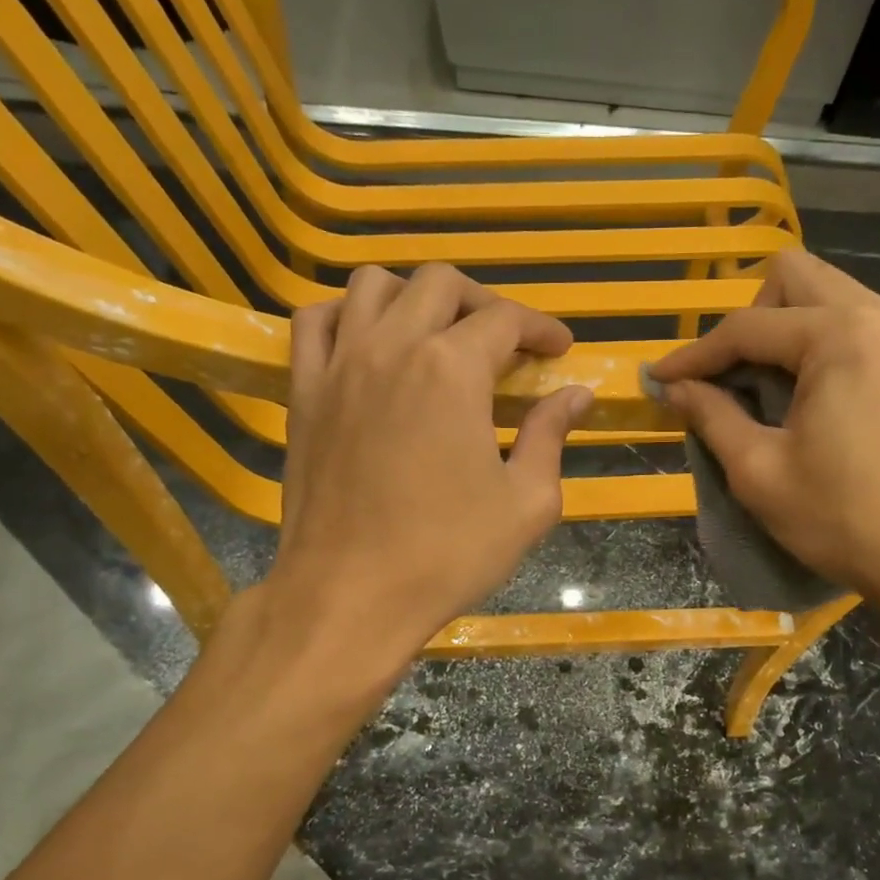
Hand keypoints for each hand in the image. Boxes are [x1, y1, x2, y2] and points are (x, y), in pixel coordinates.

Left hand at [261, 264, 591, 665]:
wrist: (351, 595)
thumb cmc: (448, 554)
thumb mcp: (527, 503)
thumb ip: (552, 436)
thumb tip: (576, 395)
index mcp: (452, 370)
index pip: (505, 319)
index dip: (540, 328)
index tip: (559, 350)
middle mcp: (392, 347)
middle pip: (440, 284)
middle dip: (484, 302)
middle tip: (506, 342)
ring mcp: (339, 365)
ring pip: (373, 285)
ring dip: (415, 296)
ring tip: (437, 334)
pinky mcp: (303, 392)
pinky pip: (314, 321)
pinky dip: (347, 315)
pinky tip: (368, 342)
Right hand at [648, 249, 879, 604]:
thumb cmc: (844, 519)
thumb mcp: (760, 472)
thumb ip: (712, 417)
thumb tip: (675, 388)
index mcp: (842, 335)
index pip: (748, 326)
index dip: (695, 354)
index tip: (658, 380)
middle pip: (794, 278)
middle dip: (747, 321)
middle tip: (726, 378)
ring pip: (828, 295)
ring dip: (783, 329)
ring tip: (762, 387)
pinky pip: (856, 323)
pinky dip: (818, 343)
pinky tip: (805, 393)